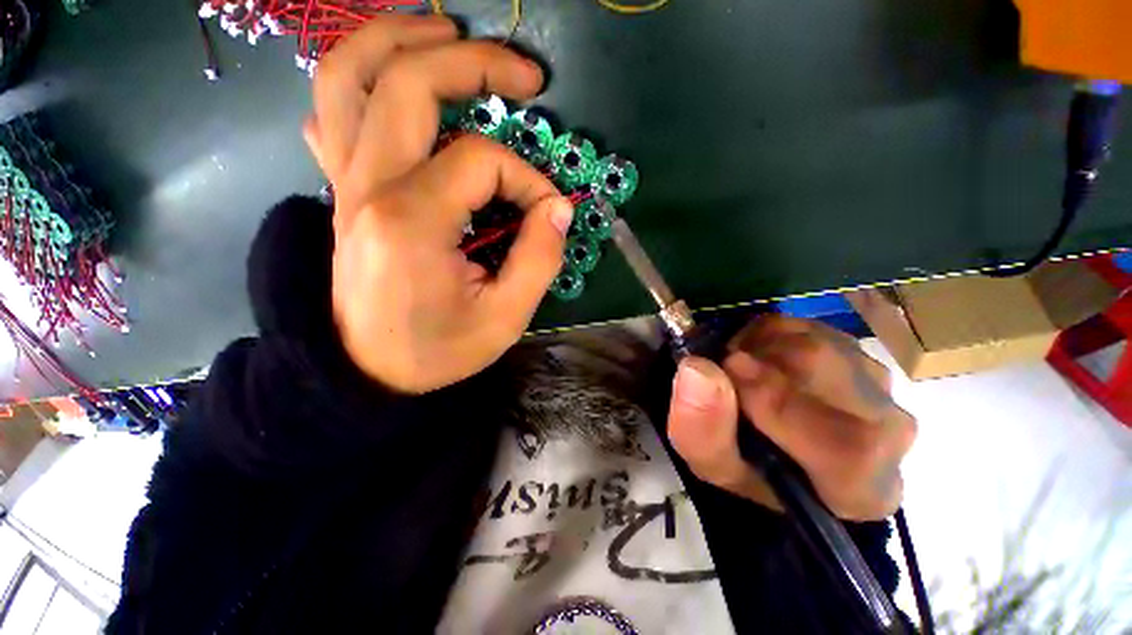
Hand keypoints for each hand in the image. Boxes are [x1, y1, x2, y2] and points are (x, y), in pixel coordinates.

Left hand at [304, 16, 573, 392]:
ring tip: (446, 29)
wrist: (369, 373)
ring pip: (348, 75)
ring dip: (398, 37)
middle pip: (408, 81)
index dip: (528, 181)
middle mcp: (368, 186)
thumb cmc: (438, 351)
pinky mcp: (342, 192)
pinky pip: (332, 114)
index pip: (482, 161)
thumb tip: (558, 208)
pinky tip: (390, 82)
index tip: (549, 213)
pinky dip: (358, 81)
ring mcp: (345, 183)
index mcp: (412, 221)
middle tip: (525, 74)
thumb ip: (539, 259)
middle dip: (474, 62)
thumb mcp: (506, 318)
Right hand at [665, 315, 916, 520]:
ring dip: (759, 346)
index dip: (779, 401)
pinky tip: (755, 357)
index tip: (727, 370)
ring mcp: (878, 385)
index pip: (847, 445)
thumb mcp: (712, 464)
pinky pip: (808, 327)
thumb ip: (703, 428)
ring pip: (816, 341)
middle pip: (828, 373)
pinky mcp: (858, 353)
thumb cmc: (748, 470)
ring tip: (738, 369)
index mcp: (863, 489)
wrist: (778, 452)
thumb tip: (697, 369)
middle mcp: (889, 433)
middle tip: (723, 370)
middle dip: (759, 360)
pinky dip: (768, 334)